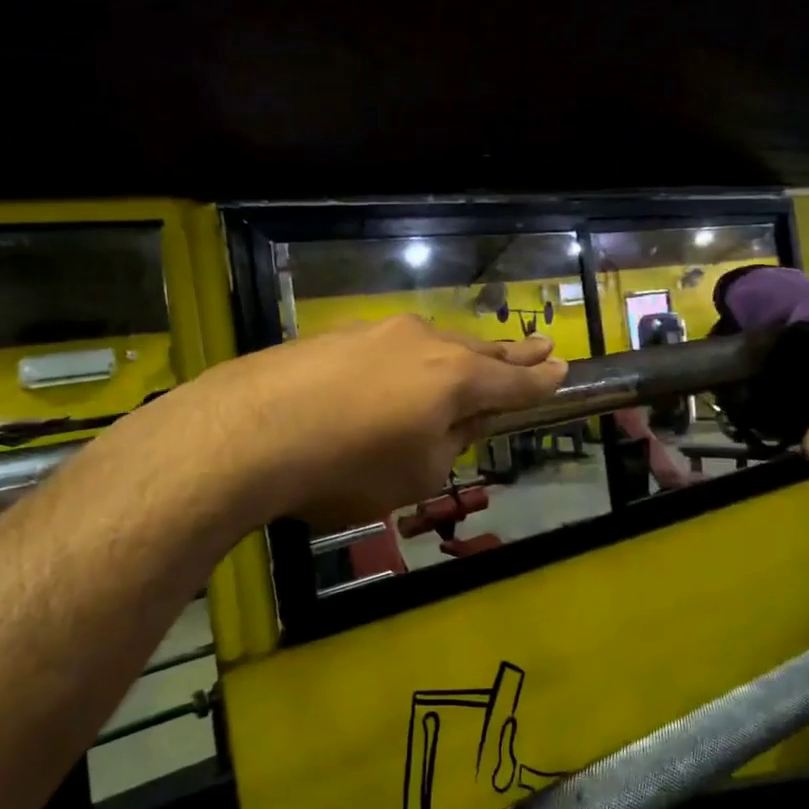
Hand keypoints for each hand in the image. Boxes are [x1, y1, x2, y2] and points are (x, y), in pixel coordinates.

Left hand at [188, 316, 567, 529]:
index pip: (511, 383)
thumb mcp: (415, 475)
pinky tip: (399, 374)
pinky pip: (389, 348)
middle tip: (538, 348)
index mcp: (453, 379)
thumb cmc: (345, 468)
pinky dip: (406, 362)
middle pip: (476, 352)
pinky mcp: (335, 336)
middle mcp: (422, 343)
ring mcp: (376, 333)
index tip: (562, 370)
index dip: (539, 381)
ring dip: (456, 355)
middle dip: (509, 356)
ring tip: (476, 359)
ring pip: (432, 344)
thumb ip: (449, 443)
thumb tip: (458, 419)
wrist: (247, 432)